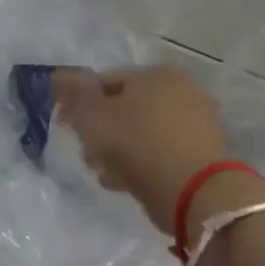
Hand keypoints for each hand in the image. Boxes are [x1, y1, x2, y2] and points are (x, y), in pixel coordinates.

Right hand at [53, 65, 227, 211]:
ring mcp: (198, 123)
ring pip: (142, 133)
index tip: (68, 127)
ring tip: (106, 173)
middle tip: (88, 154)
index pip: (106, 81)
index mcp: (156, 73)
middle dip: (101, 131)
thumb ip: (73, 92)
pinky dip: (143, 163)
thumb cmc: (136, 144)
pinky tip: (128, 182)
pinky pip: (161, 153)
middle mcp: (183, 90)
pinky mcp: (204, 154)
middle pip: (125, 108)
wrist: (193, 191)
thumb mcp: (91, 115)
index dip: (80, 103)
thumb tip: (60, 75)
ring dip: (119, 151)